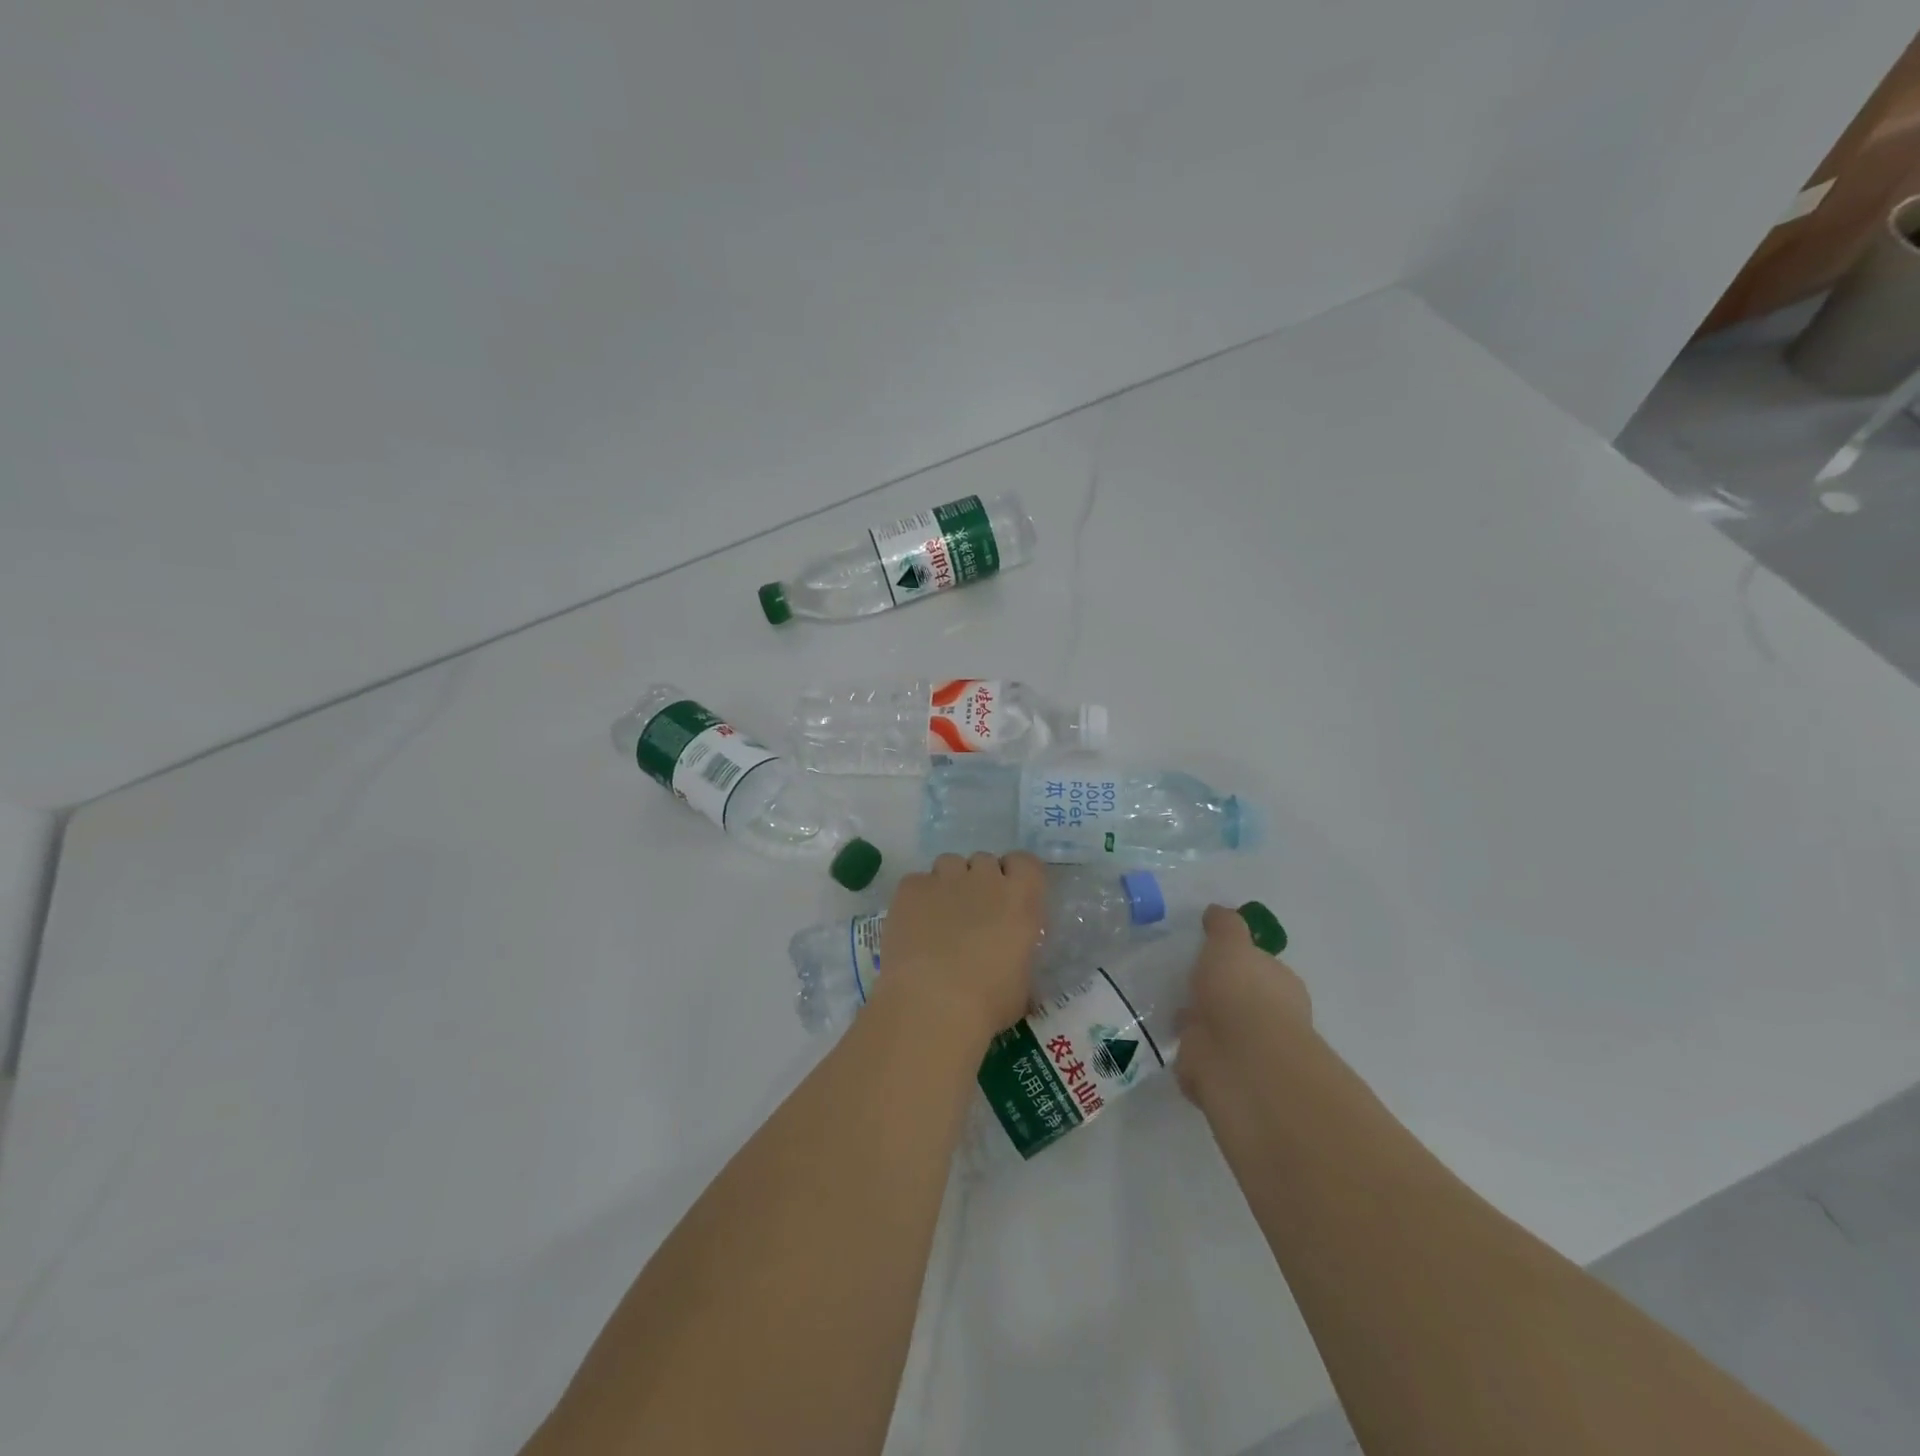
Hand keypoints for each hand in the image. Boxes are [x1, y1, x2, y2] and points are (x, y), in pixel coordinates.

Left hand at [874, 852, 1045, 1045]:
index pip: (1026, 863)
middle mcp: (985, 879)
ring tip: (939, 916)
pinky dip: (917, 898)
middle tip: (973, 914)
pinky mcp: (910, 888)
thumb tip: (1010, 956)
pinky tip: (912, 925)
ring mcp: (945, 879)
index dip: (1016, 875)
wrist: (932, 1005)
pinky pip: (917, 881)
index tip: (1010, 897)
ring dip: (949, 883)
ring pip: (949, 864)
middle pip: (985, 861)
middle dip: (980, 881)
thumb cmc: (987, 1003)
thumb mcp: (1021, 983)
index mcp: (1020, 900)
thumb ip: (1018, 954)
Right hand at [1175, 903, 1312, 1109]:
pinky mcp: (1219, 1076)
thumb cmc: (1241, 991)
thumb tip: (1216, 912)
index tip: (1207, 954)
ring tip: (1165, 1007)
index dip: (1236, 961)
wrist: (1240, 1058)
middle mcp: (1268, 1018)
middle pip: (1237, 999)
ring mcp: (1244, 1051)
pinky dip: (1186, 1052)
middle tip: (1182, 981)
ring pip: (1217, 1030)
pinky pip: (1199, 1058)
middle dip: (1215, 994)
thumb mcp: (1230, 943)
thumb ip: (1224, 926)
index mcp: (1279, 985)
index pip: (1259, 968)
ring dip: (1198, 1024)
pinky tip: (1164, 1037)